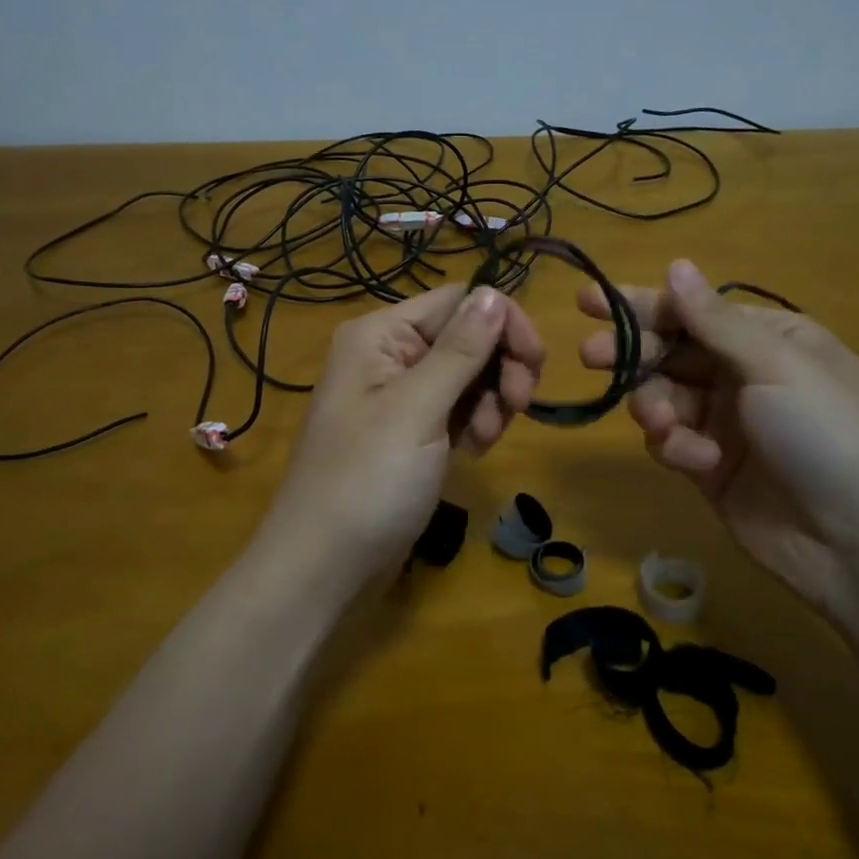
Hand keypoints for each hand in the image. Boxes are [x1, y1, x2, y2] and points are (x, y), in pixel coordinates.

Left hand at [263, 284, 544, 581]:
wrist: (325, 566)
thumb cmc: (367, 481)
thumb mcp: (417, 410)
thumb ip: (460, 350)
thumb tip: (493, 292)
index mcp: (381, 334)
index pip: (459, 301)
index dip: (502, 323)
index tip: (534, 364)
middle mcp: (390, 354)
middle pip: (468, 336)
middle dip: (499, 368)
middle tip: (518, 405)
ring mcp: (401, 395)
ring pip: (470, 374)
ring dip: (490, 401)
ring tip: (483, 441)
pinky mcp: (413, 431)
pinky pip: (459, 408)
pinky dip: (475, 424)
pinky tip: (473, 452)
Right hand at [579, 259, 858, 623]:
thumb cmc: (827, 435)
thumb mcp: (776, 366)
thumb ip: (715, 321)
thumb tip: (676, 264)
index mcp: (768, 339)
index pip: (692, 311)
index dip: (640, 305)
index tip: (587, 303)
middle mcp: (743, 374)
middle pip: (669, 352)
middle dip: (632, 352)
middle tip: (591, 355)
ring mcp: (725, 422)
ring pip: (662, 396)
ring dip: (654, 405)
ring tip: (662, 423)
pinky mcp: (710, 467)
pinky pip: (672, 441)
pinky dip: (675, 446)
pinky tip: (696, 461)